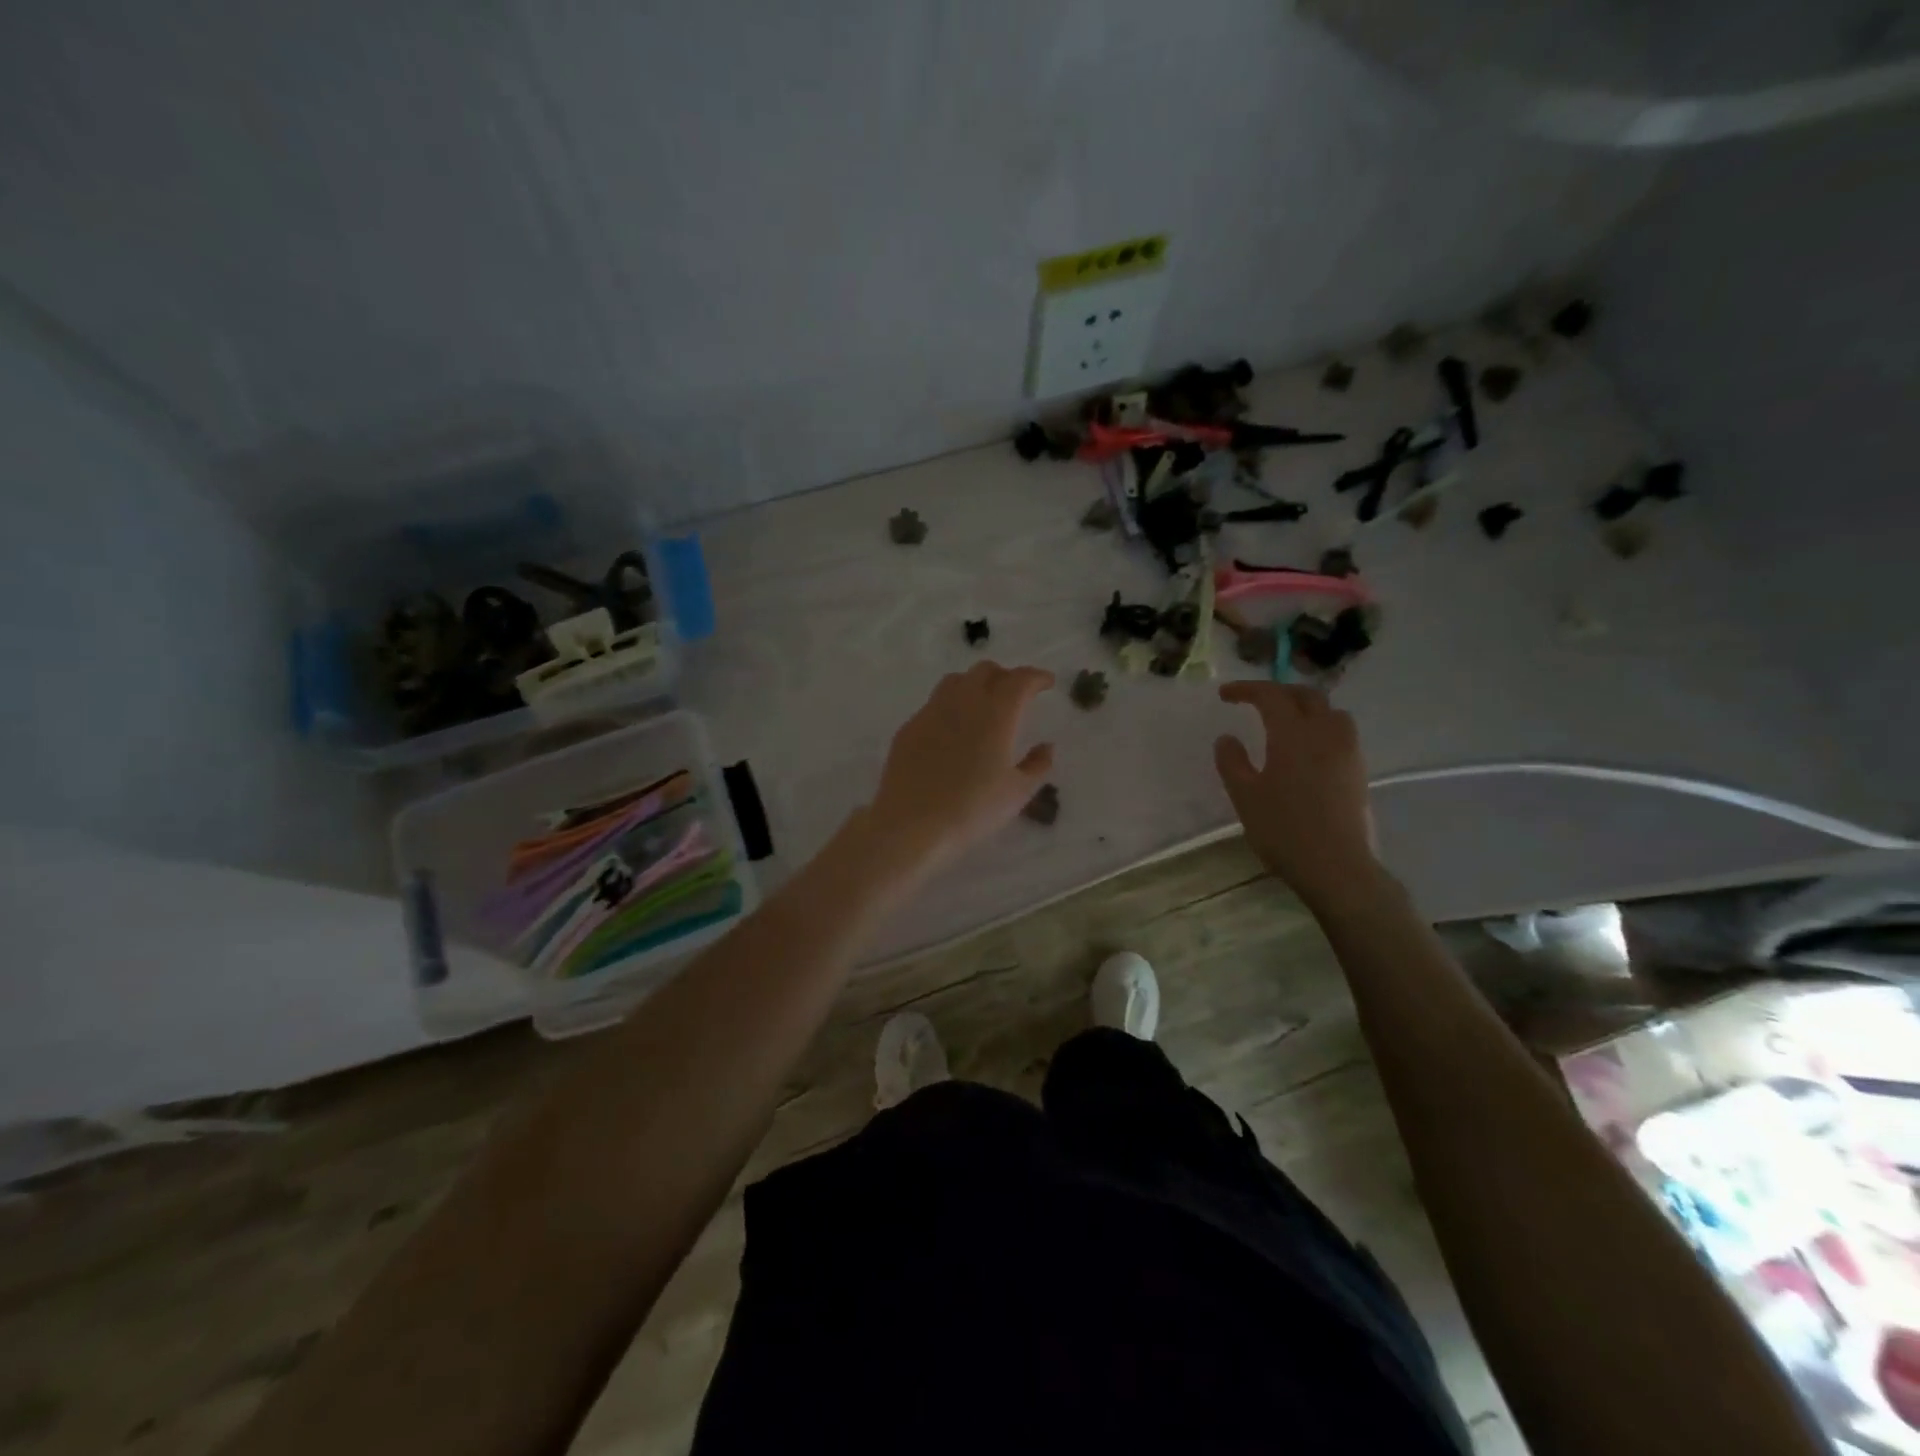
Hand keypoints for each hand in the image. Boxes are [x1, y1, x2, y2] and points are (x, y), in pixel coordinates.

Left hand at [863, 662, 1055, 875]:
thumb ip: (1037, 765)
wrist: (911, 823)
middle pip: (985, 671)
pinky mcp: (909, 727)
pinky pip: (934, 704)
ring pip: (956, 681)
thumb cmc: (973, 809)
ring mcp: (931, 712)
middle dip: (1005, 676)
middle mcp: (964, 702)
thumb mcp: (1017, 793)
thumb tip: (1046, 746)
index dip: (1036, 677)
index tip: (1047, 683)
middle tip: (1016, 695)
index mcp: (997, 713)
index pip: (1020, 680)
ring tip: (983, 705)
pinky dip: (950, 706)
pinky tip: (952, 730)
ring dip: (975, 684)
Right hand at [1214, 682, 1380, 910]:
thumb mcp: (1244, 796)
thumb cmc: (1283, 829)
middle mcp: (1325, 733)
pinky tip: (1307, 749)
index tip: (1225, 695)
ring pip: (1331, 712)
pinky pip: (1341, 733)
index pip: (1271, 696)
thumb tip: (1227, 738)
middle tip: (1255, 702)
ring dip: (1307, 707)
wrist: (1335, 866)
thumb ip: (1232, 762)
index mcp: (1293, 734)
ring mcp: (1347, 751)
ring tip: (1287, 722)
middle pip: (1306, 695)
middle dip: (1279, 692)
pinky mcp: (1358, 770)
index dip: (1247, 689)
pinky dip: (1321, 727)